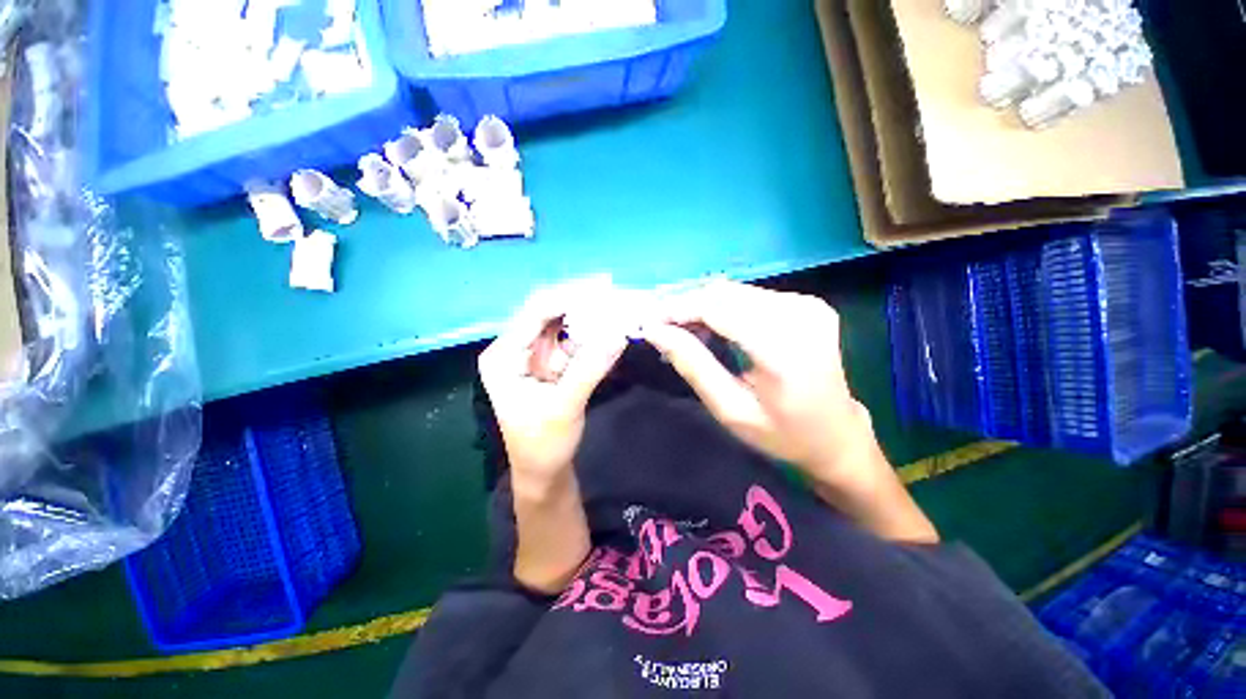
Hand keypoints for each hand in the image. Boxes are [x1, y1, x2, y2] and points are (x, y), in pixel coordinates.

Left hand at [479, 287, 628, 489]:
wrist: (544, 471)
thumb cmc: (543, 445)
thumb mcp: (564, 408)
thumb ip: (589, 370)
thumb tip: (618, 333)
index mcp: (504, 356)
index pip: (534, 313)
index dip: (568, 296)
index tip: (603, 287)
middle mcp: (516, 348)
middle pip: (548, 312)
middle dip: (581, 302)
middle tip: (614, 291)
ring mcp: (535, 354)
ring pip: (563, 323)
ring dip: (590, 315)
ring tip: (618, 304)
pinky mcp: (553, 362)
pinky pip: (574, 339)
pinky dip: (593, 333)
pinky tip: (611, 326)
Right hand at [642, 281, 865, 484]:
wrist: (837, 435)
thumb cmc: (782, 433)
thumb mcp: (730, 409)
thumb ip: (693, 365)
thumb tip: (655, 331)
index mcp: (783, 347)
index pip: (716, 308)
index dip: (676, 310)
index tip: (648, 322)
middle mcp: (799, 314)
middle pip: (723, 293)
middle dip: (685, 306)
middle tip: (660, 329)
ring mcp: (807, 304)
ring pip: (734, 291)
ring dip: (701, 306)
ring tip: (681, 331)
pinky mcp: (807, 303)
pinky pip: (750, 296)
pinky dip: (722, 308)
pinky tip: (711, 328)